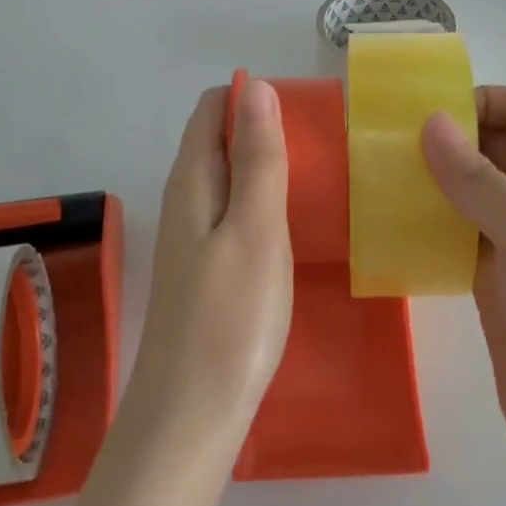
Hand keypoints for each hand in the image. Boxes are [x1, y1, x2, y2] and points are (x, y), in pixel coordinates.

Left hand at [125, 80, 293, 468]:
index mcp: (191, 181)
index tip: (300, 111)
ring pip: (227, 179)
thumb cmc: (230, 317)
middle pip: (218, 141)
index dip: (251, 98)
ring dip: (264, 167)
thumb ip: (256, 157)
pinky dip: (261, 204)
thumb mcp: (254, 227)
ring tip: (316, 177)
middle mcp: (185, 201)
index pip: (212, 110)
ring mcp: (193, 239)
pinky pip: (233, 214)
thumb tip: (256, 88)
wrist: (190, 417)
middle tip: (320, 145)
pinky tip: (290, 225)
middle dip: (262, 130)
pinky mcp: (206, 270)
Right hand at [421, 87, 505, 492]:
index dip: (489, 100)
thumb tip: (431, 121)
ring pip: (470, 192)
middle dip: (448, 137)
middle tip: (390, 147)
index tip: (436, 118)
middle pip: (496, 147)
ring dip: (431, 182)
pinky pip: (455, 237)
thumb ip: (480, 180)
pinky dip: (427, 226)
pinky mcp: (491, 286)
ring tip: (380, 184)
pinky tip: (392, 234)